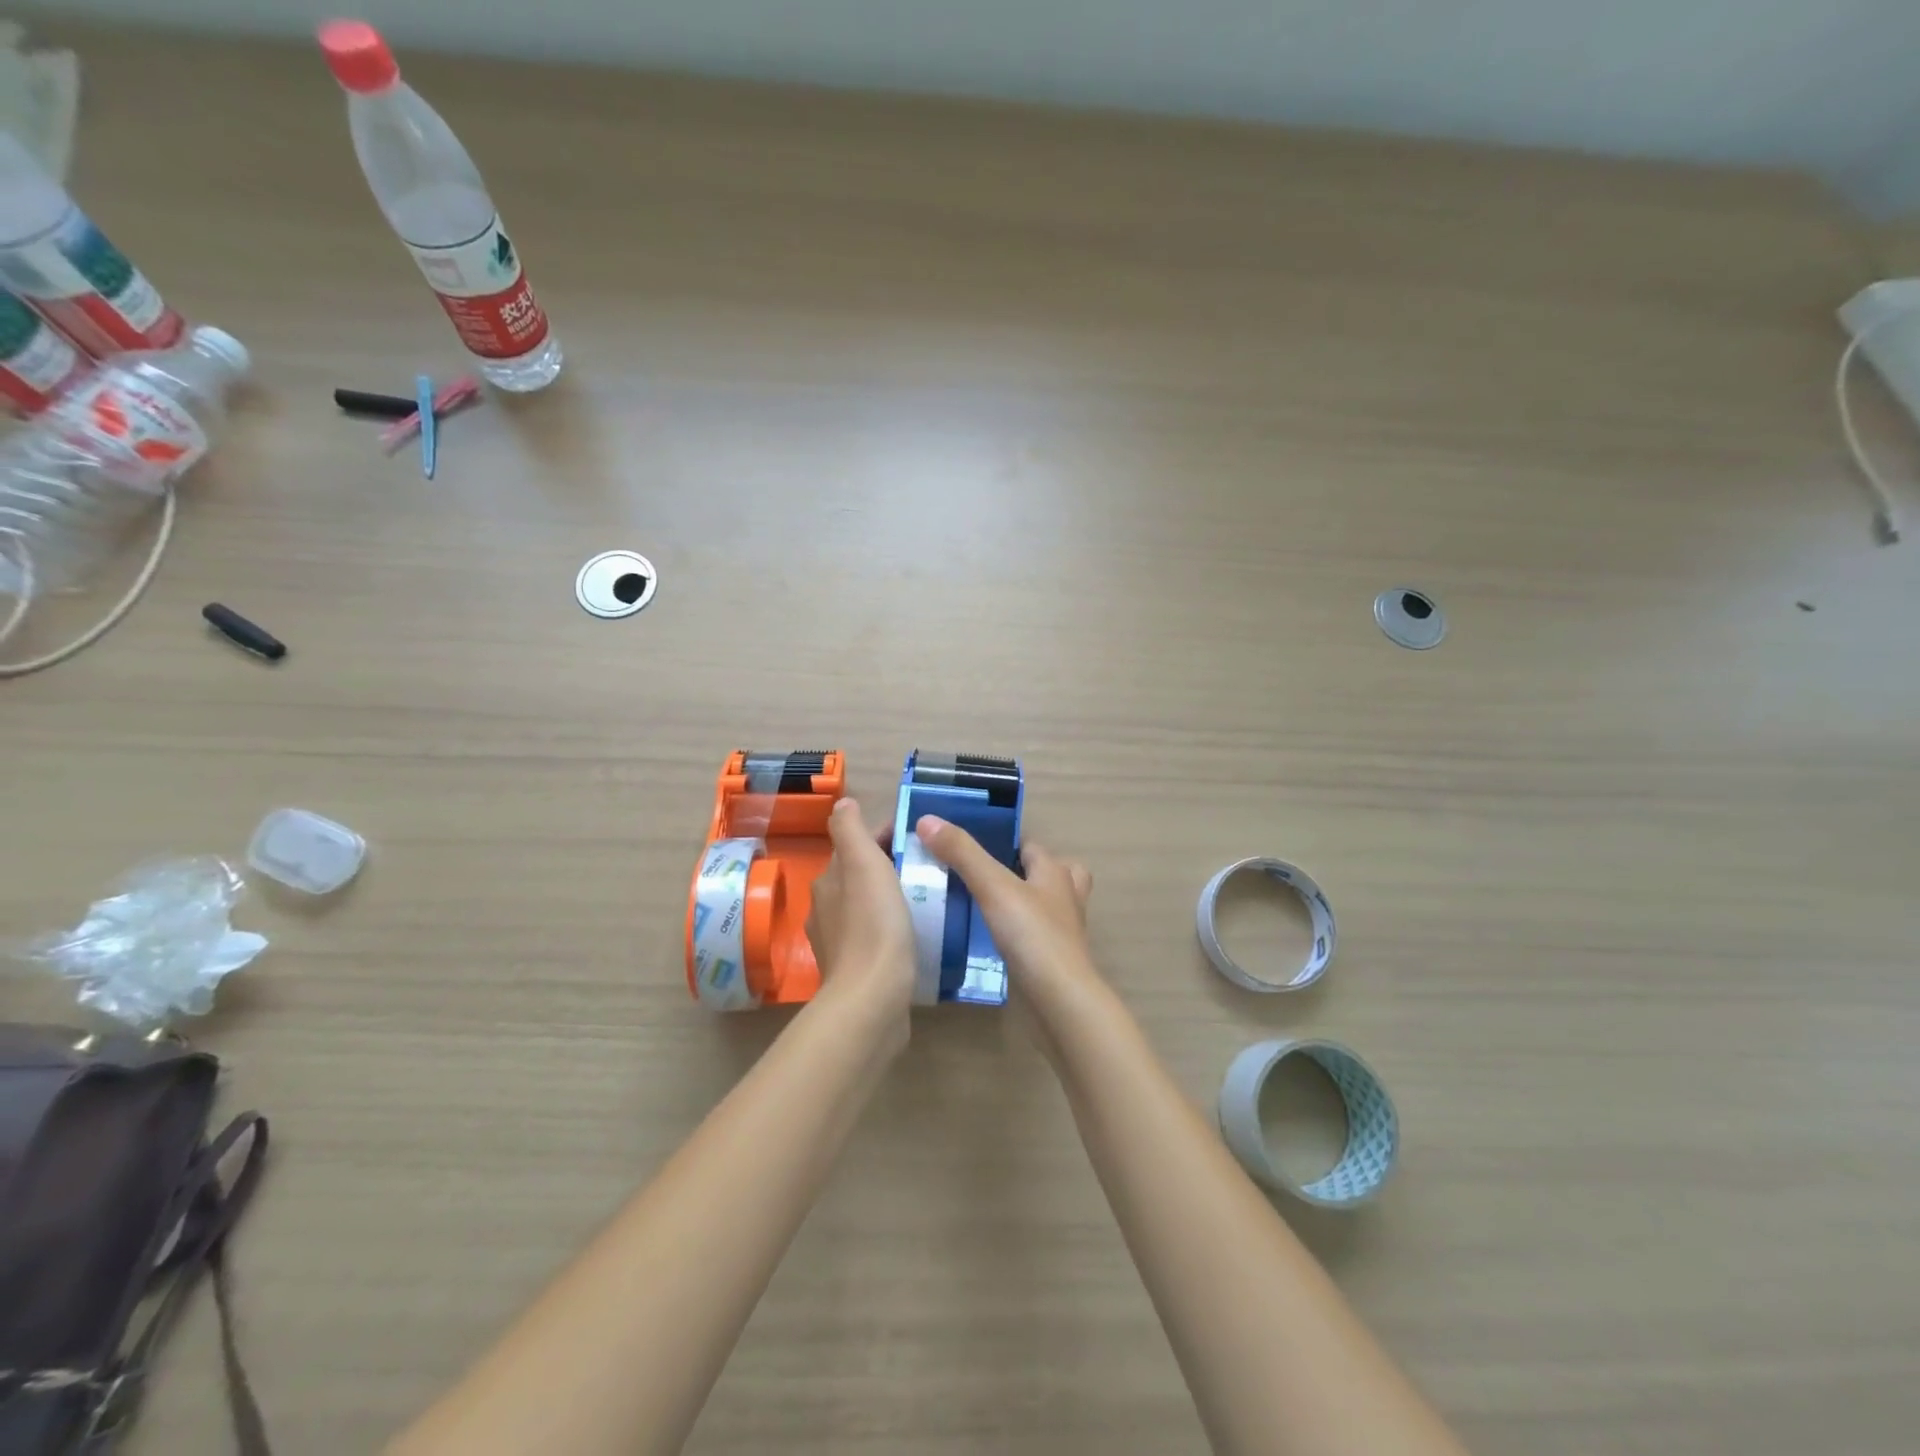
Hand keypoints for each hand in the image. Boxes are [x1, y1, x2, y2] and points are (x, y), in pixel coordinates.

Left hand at [805, 798, 916, 1016]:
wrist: (872, 999)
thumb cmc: (873, 924)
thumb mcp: (863, 864)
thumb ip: (850, 831)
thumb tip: (843, 804)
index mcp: (828, 883)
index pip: (856, 848)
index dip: (885, 838)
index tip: (919, 838)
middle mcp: (826, 912)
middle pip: (861, 878)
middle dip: (890, 868)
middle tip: (931, 867)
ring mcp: (840, 946)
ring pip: (868, 909)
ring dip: (893, 899)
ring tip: (929, 898)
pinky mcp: (857, 973)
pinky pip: (877, 940)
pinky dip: (893, 930)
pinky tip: (916, 935)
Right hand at [915, 815, 1097, 1011]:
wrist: (1059, 1001)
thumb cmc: (1032, 935)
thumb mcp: (993, 887)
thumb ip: (962, 853)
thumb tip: (927, 820)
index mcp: (1054, 872)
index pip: (1030, 846)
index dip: (1003, 841)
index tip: (968, 846)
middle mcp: (1063, 897)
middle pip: (1046, 874)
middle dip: (1019, 872)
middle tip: (977, 877)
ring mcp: (1060, 932)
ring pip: (1040, 906)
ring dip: (1018, 903)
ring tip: (979, 906)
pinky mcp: (1050, 961)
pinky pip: (1031, 937)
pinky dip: (1014, 934)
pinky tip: (986, 941)